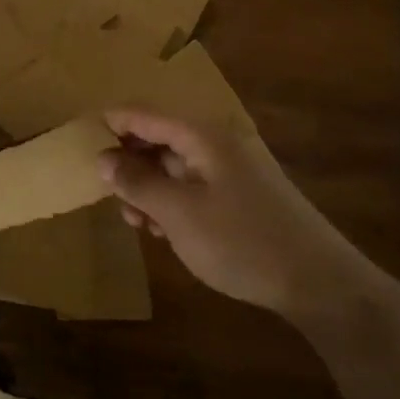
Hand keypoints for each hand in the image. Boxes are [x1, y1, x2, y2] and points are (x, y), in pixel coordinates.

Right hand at [97, 109, 377, 323]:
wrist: (320, 284)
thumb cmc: (242, 241)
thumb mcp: (178, 213)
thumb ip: (136, 181)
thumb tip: (102, 157)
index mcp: (202, 136)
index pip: (143, 114)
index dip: (109, 124)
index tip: (79, 143)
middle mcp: (216, 144)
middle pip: (157, 138)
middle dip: (128, 163)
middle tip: (109, 195)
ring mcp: (231, 170)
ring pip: (173, 166)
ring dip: (148, 188)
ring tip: (136, 221)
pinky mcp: (241, 196)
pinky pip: (192, 186)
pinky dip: (171, 202)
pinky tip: (164, 231)